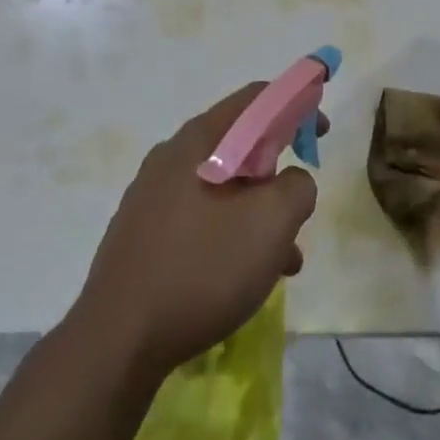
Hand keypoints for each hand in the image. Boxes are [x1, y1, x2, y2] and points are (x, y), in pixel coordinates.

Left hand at [70, 84, 320, 378]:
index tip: (321, 132)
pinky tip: (247, 278)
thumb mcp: (270, 223)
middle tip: (300, 205)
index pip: (255, 99)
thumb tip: (292, 181)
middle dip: (278, 171)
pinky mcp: (144, 232)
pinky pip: (201, 217)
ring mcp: (152, 195)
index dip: (296, 105)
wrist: (117, 339)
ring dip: (259, 212)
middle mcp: (171, 157)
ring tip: (285, 259)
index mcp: (199, 141)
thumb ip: (296, 187)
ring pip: (223, 188)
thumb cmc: (202, 268)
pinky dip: (232, 233)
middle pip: (239, 144)